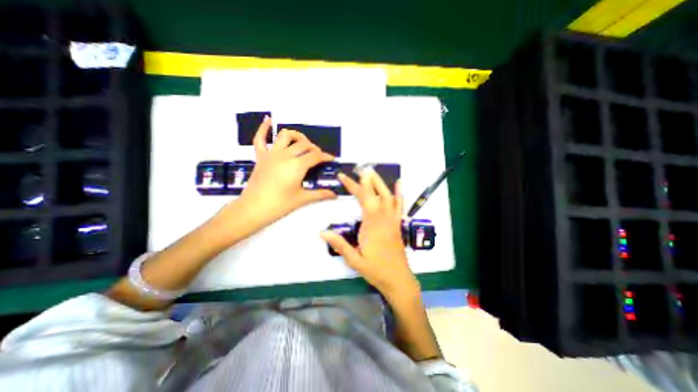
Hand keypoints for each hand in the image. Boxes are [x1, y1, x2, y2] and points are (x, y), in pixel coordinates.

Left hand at [228, 114, 336, 226]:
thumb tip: (335, 195)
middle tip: (318, 156)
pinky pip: (260, 139)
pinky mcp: (260, 157)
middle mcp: (285, 155)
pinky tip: (268, 120)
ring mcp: (271, 154)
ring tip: (302, 142)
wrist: (253, 209)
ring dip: (296, 136)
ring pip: (285, 136)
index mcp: (297, 165)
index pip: (315, 156)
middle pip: (304, 145)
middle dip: (314, 148)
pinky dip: (263, 128)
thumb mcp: (302, 199)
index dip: (325, 156)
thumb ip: (320, 194)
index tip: (331, 159)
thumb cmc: (279, 205)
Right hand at [320, 169, 418, 299]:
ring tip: (372, 171)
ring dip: (380, 182)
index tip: (344, 177)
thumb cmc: (375, 270)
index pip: (363, 199)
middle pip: (375, 194)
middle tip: (359, 168)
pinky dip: (399, 193)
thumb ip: (340, 244)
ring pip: (388, 196)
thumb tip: (322, 232)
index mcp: (372, 225)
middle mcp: (383, 219)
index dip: (354, 186)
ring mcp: (392, 220)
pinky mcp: (397, 224)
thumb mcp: (355, 260)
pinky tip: (399, 183)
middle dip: (367, 180)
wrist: (398, 279)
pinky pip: (399, 205)